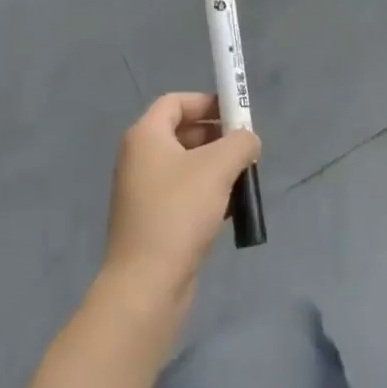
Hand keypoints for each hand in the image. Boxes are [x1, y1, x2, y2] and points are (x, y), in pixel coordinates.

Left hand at [101, 93, 259, 315]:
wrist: (146, 286)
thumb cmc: (179, 212)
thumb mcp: (219, 166)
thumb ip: (240, 142)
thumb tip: (248, 140)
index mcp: (145, 136)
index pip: (176, 102)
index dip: (206, 102)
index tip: (235, 116)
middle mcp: (138, 158)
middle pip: (182, 132)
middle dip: (216, 137)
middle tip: (244, 150)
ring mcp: (142, 192)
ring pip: (185, 166)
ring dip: (215, 168)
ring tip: (241, 181)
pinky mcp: (151, 222)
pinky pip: (182, 194)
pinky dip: (205, 194)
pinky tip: (229, 211)